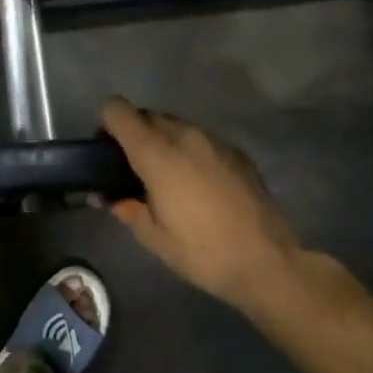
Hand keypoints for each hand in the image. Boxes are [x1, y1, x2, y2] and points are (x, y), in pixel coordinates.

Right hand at [100, 97, 302, 309]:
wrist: (267, 261)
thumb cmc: (201, 251)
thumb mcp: (153, 237)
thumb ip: (127, 208)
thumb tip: (112, 198)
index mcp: (157, 153)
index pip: (119, 111)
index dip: (105, 124)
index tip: (105, 151)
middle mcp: (185, 135)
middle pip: (147, 116)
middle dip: (133, 134)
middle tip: (131, 170)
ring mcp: (215, 141)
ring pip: (176, 126)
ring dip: (162, 142)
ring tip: (165, 179)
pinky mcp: (237, 153)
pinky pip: (201, 141)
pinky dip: (189, 152)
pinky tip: (196, 186)